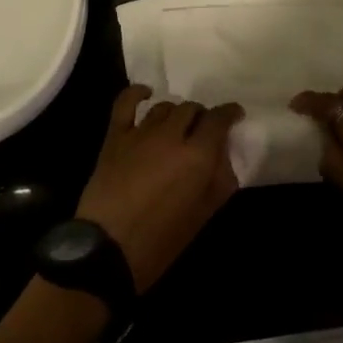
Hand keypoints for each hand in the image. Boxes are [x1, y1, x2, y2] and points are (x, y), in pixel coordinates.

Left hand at [74, 87, 243, 292]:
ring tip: (178, 125)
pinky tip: (145, 94)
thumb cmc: (160, 241)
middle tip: (203, 131)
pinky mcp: (115, 135)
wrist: (107, 249)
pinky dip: (137, 93)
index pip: (219, 120)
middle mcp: (171, 135)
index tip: (235, 115)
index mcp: (197, 156)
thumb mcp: (202, 216)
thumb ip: (219, 181)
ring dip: (176, 112)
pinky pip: (126, 102)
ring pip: (165, 106)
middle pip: (192, 109)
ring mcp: (140, 132)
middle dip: (202, 116)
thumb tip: (224, 156)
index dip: (229, 113)